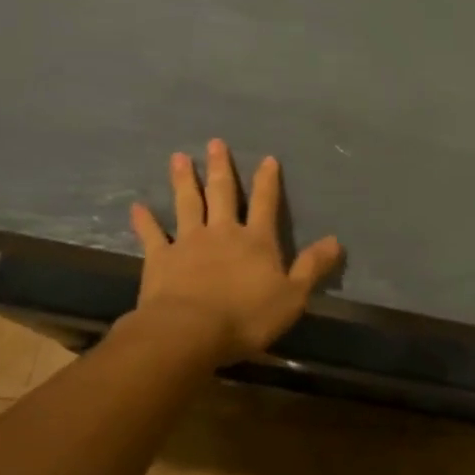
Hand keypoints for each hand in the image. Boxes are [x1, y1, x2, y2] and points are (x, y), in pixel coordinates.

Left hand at [126, 139, 342, 364]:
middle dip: (220, 168)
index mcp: (257, 241)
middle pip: (222, 194)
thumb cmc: (247, 316)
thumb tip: (336, 241)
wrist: (189, 332)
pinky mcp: (160, 259)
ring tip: (179, 157)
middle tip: (215, 143)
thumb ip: (312, 267)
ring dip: (183, 181)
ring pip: (187, 204)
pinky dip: (145, 220)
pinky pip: (152, 234)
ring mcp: (188, 243)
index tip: (267, 158)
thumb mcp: (293, 296)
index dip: (268, 181)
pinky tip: (137, 206)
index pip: (266, 204)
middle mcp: (223, 233)